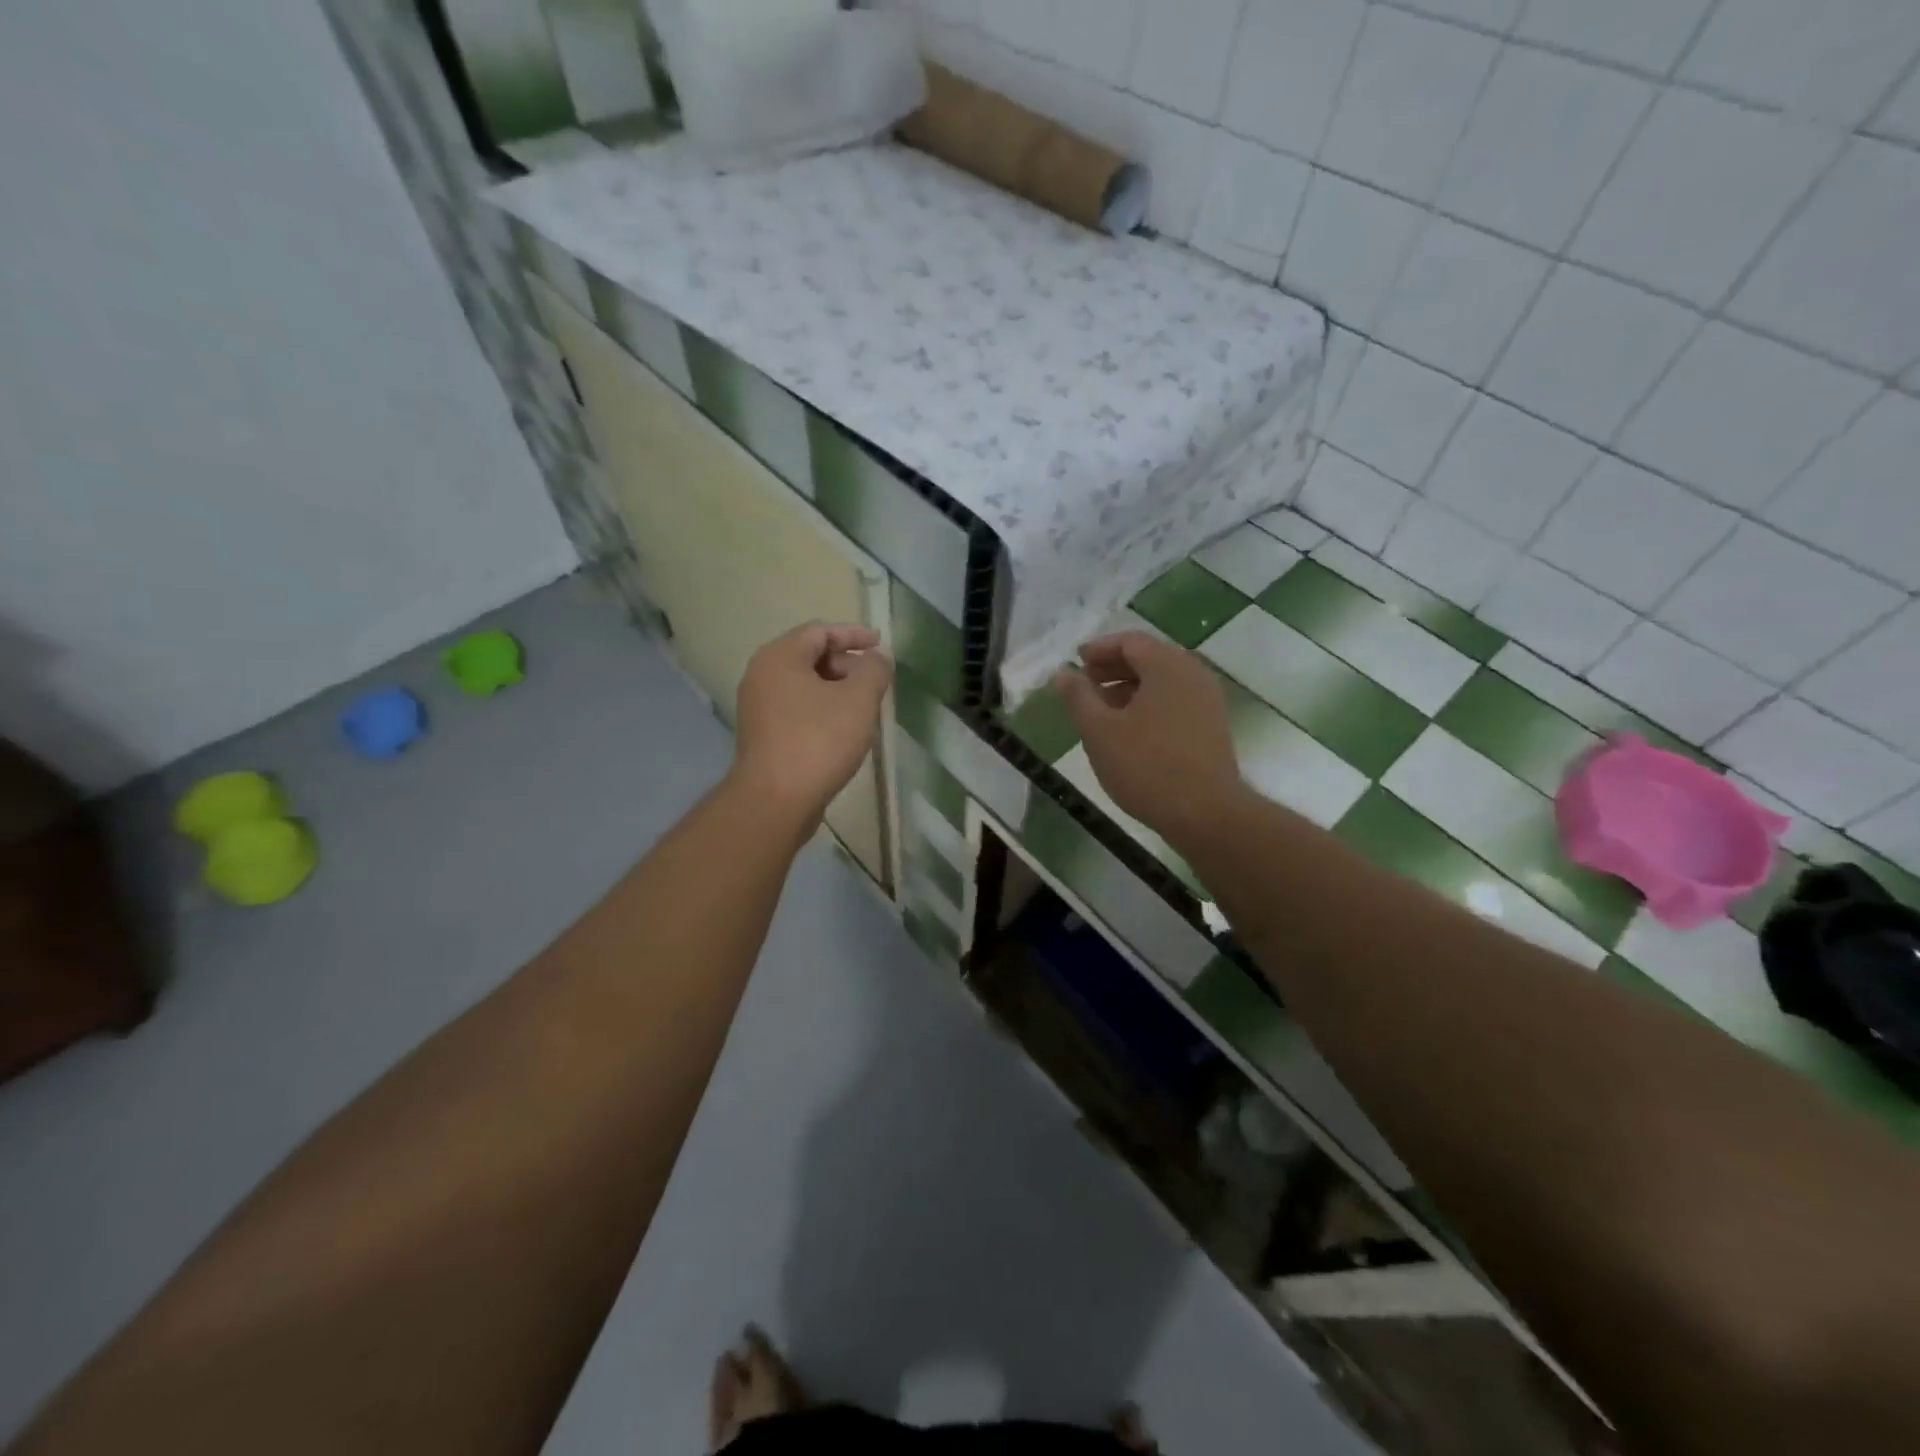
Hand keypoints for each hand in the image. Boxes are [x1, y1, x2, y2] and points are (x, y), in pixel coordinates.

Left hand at [730, 623, 893, 830]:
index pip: (820, 631)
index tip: (881, 644)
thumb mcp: (859, 699)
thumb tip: (877, 660)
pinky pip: (797, 710)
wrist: (775, 800)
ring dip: (837, 690)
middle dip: (847, 664)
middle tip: (875, 681)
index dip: (854, 634)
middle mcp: (762, 675)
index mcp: (780, 657)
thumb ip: (874, 670)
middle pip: (810, 656)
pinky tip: (844, 731)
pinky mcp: (763, 735)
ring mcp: (758, 707)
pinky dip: (822, 710)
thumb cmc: (819, 740)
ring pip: (805, 686)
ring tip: (865, 706)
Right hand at [1052, 632, 1244, 847]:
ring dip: (1129, 689)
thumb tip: (1063, 672)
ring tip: (1100, 712)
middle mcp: (1193, 674)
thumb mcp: (1099, 730)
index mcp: (1167, 665)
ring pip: (1162, 683)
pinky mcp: (1212, 727)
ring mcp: (1207, 701)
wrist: (1205, 813)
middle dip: (1113, 669)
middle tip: (1084, 685)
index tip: (1075, 663)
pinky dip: (1148, 706)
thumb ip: (1078, 696)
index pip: (1130, 641)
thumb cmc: (1146, 765)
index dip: (1099, 649)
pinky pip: (1175, 702)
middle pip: (1148, 659)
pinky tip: (1128, 731)